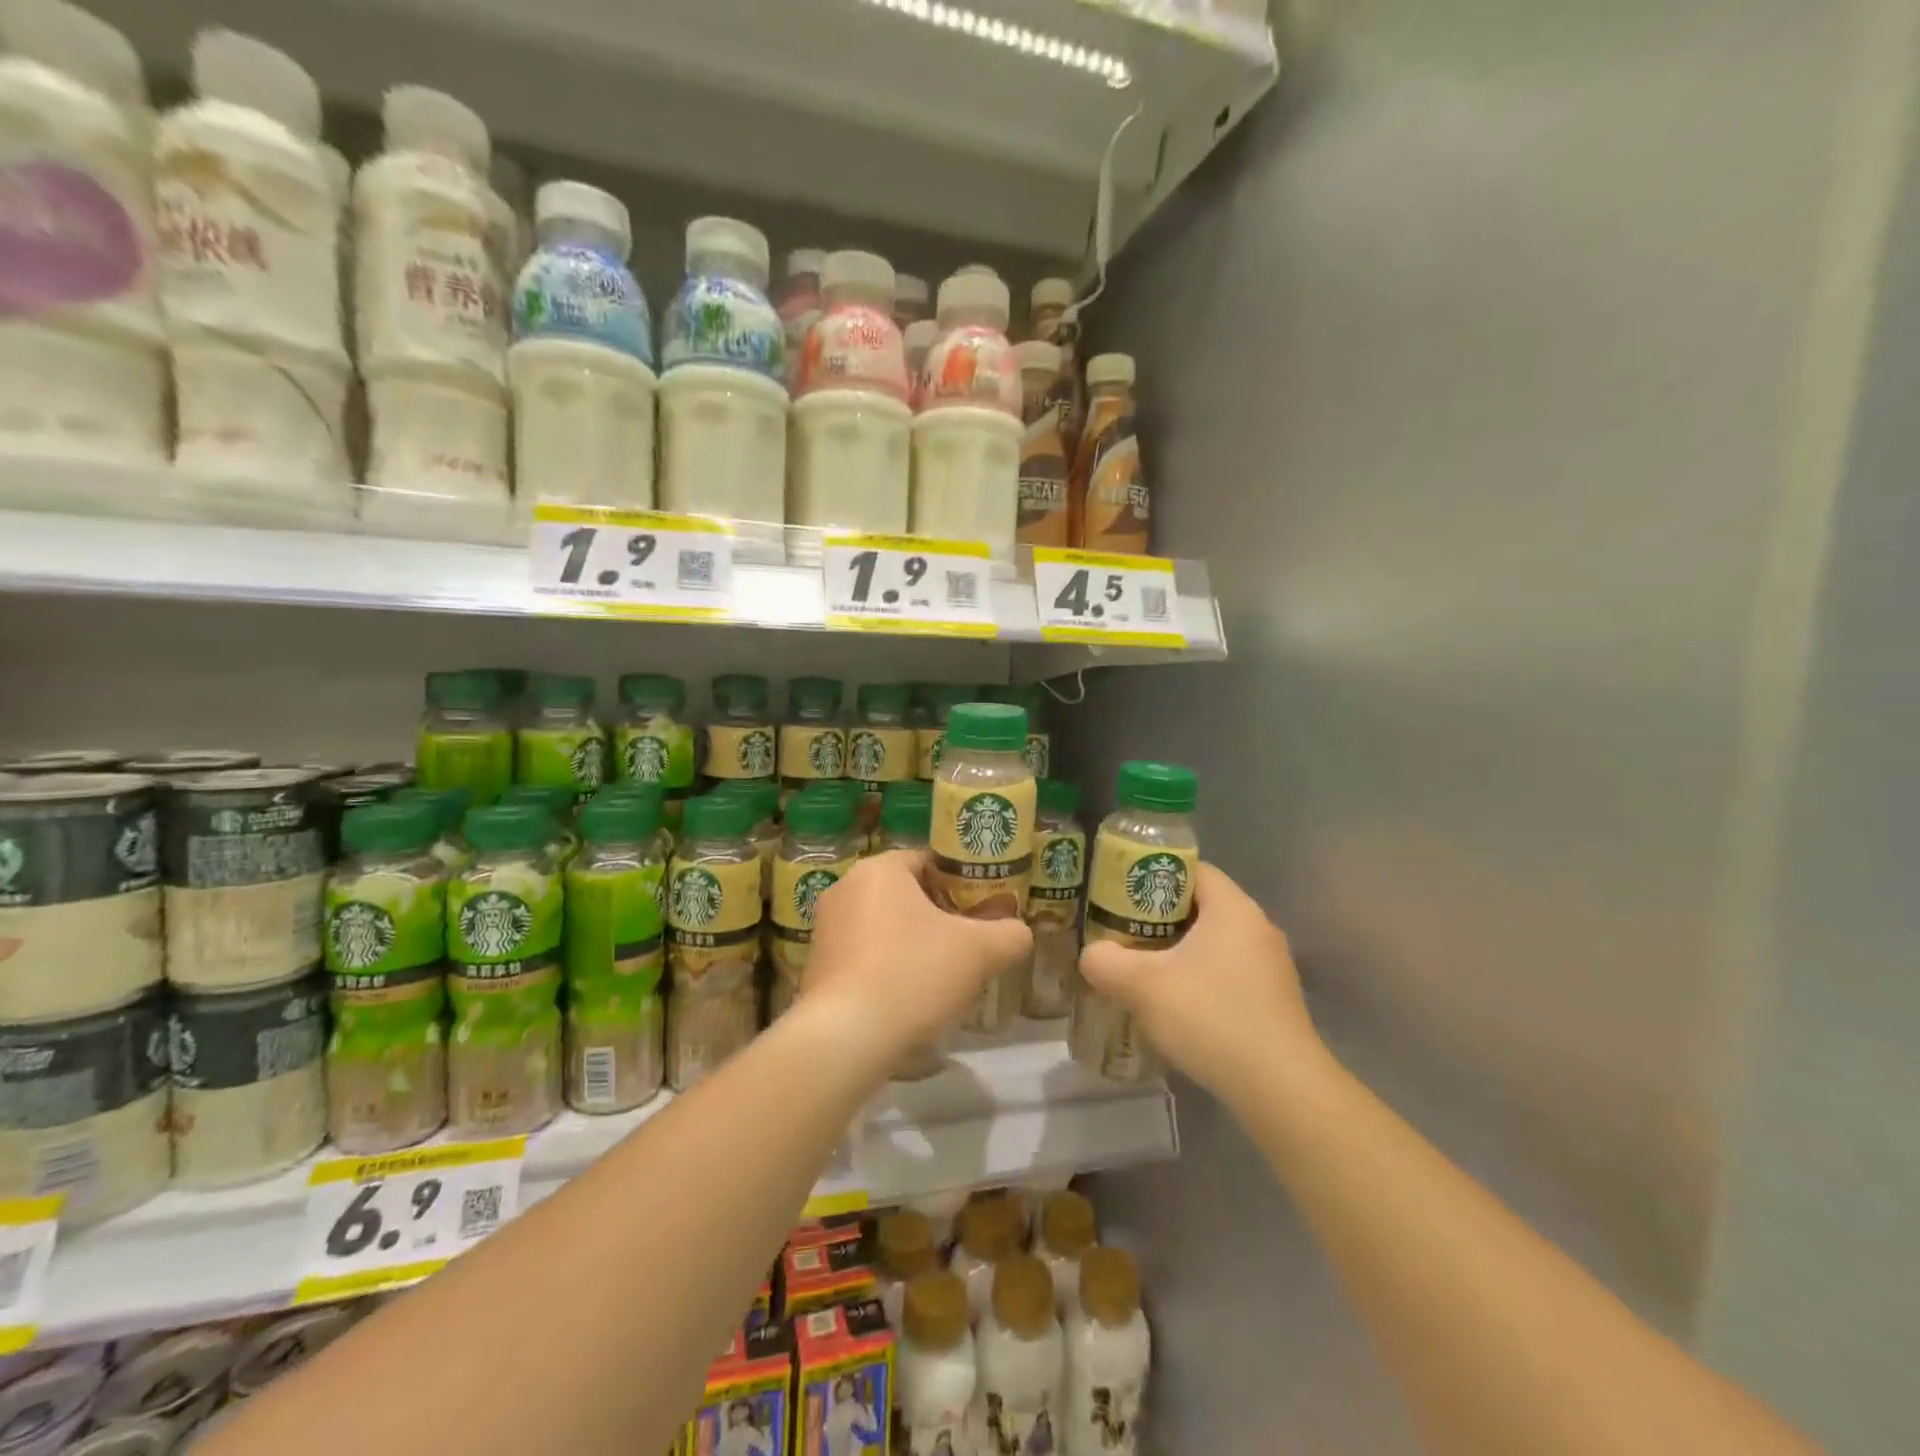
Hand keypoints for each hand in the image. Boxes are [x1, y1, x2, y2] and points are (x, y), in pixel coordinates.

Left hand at [805, 850, 1032, 1050]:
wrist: (847, 1037)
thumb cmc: (914, 974)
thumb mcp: (979, 952)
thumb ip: (1009, 934)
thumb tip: (1019, 932)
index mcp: (880, 869)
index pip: (929, 861)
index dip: (960, 884)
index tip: (982, 912)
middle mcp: (846, 888)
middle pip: (906, 894)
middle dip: (938, 917)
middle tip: (968, 945)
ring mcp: (826, 928)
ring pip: (885, 925)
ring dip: (912, 944)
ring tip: (941, 976)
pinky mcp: (817, 965)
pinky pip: (863, 955)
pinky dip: (886, 968)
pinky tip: (907, 998)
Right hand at [1078, 863, 1325, 1103]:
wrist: (1280, 1089)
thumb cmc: (1211, 1017)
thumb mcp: (1141, 985)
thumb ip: (1105, 961)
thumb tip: (1093, 955)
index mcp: (1233, 908)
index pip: (1191, 869)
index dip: (1153, 876)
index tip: (1121, 895)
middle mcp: (1258, 927)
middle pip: (1200, 906)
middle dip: (1159, 917)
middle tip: (1123, 933)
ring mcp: (1272, 966)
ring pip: (1214, 943)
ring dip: (1178, 952)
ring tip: (1143, 971)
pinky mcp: (1275, 1000)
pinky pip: (1228, 972)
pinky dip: (1200, 978)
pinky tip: (1176, 1006)